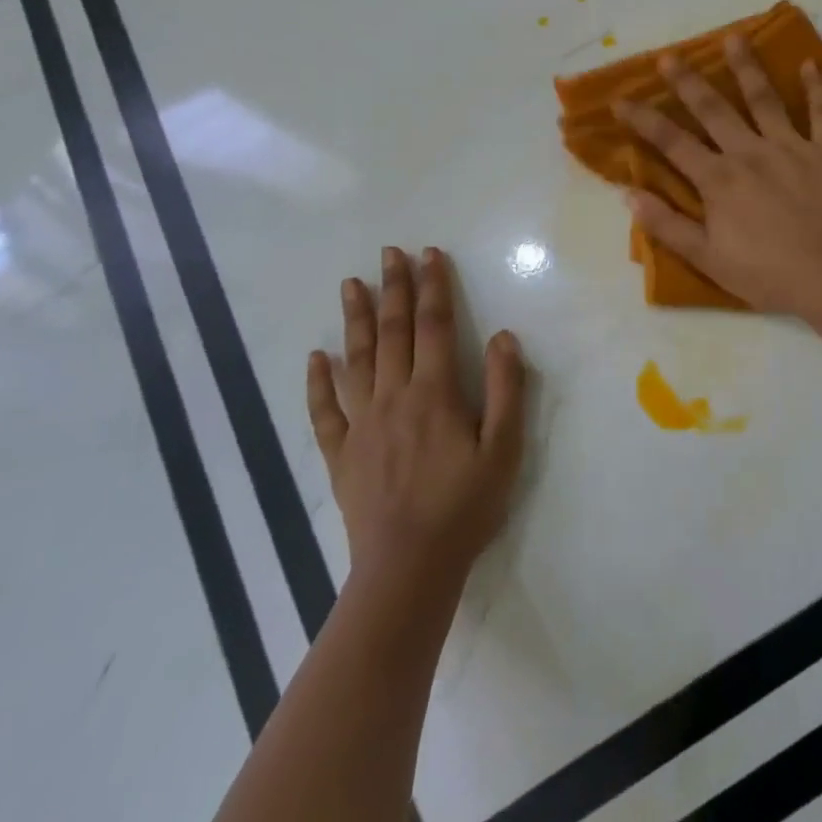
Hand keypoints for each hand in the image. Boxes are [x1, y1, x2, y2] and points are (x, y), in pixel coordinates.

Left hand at [306, 247, 525, 606]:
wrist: (409, 568)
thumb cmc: (465, 506)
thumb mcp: (504, 449)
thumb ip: (505, 389)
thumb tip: (502, 336)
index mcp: (434, 393)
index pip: (434, 326)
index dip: (433, 287)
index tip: (429, 254)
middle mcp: (394, 398)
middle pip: (393, 332)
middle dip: (393, 288)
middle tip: (388, 253)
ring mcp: (362, 425)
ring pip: (356, 360)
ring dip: (356, 320)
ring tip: (350, 285)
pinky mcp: (341, 454)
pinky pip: (324, 411)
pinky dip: (318, 382)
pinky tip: (316, 357)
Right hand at [613, 35, 821, 315]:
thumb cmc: (770, 274)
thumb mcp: (708, 258)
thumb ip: (667, 225)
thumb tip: (628, 194)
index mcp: (718, 179)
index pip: (672, 142)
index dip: (644, 119)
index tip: (620, 99)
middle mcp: (750, 152)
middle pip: (713, 109)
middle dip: (687, 81)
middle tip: (669, 56)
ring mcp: (792, 146)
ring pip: (764, 98)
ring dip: (746, 67)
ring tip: (734, 38)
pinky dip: (817, 87)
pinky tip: (810, 64)